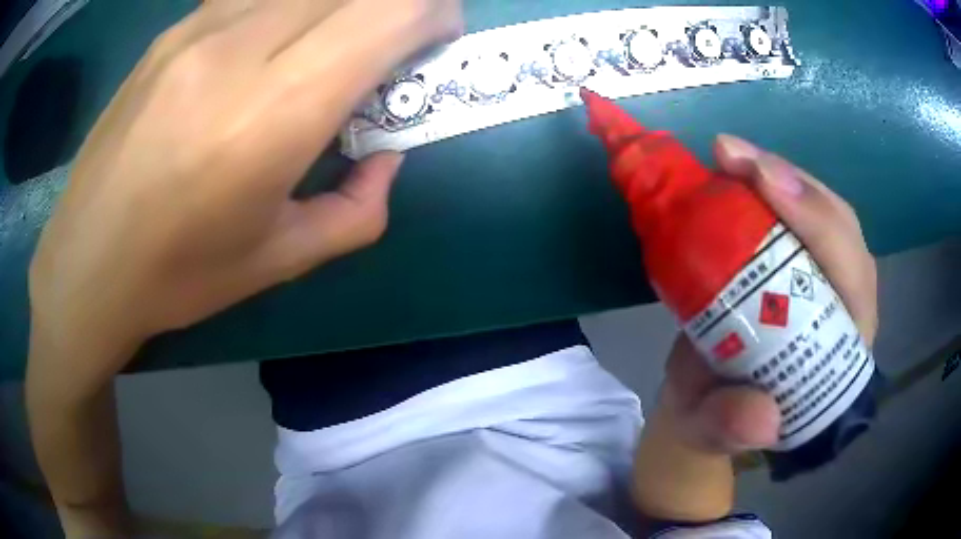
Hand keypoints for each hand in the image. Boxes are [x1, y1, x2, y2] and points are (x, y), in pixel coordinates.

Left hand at [29, 0, 462, 391]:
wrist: (85, 265)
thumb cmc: (178, 276)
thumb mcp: (282, 260)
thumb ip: (359, 209)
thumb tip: (388, 156)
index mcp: (275, 111)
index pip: (391, 11)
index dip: (434, 14)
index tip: (436, 42)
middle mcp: (239, 46)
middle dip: (397, 6)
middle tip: (391, 49)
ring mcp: (199, 28)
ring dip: (339, 7)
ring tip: (325, 53)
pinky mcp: (173, 30)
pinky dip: (288, 9)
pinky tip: (266, 52)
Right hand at [659, 134, 877, 453]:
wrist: (709, 399)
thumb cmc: (719, 415)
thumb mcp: (714, 431)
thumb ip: (732, 429)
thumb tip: (763, 415)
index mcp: (840, 351)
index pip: (851, 279)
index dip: (818, 227)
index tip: (762, 184)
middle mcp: (843, 305)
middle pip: (840, 229)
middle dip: (795, 186)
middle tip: (733, 156)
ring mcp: (822, 275)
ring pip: (821, 209)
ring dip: (778, 174)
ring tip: (730, 154)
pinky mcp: (798, 258)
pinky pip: (794, 209)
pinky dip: (765, 181)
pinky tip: (735, 169)